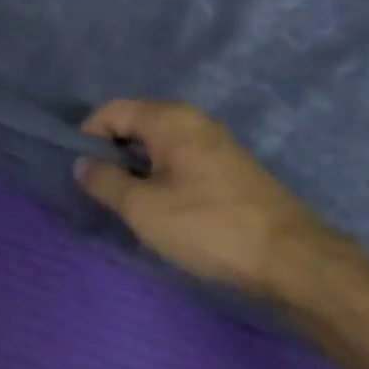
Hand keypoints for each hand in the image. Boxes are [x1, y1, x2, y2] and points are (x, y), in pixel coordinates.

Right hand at [75, 100, 348, 305]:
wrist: (289, 257)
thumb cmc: (207, 226)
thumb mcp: (143, 208)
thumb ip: (105, 181)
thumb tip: (82, 164)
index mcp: (170, 119)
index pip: (112, 110)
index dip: (87, 136)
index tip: (79, 172)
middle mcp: (194, 120)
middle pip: (136, 125)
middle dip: (112, 154)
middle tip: (101, 193)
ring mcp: (215, 144)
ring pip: (159, 146)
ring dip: (137, 170)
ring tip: (129, 206)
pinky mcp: (229, 169)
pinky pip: (180, 161)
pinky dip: (161, 178)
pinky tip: (164, 211)